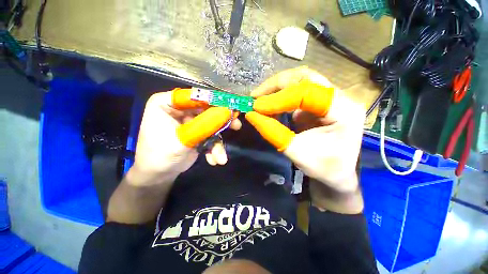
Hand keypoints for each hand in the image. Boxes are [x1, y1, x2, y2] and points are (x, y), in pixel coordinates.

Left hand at [132, 88, 241, 185]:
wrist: (159, 174)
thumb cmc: (160, 155)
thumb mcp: (181, 140)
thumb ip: (203, 126)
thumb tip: (225, 113)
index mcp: (166, 103)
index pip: (193, 96)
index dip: (213, 100)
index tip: (229, 106)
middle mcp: (179, 109)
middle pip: (206, 109)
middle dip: (221, 121)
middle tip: (236, 125)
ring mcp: (190, 121)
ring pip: (211, 124)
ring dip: (218, 140)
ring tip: (221, 156)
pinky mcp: (197, 132)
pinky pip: (210, 135)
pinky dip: (214, 148)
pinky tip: (214, 160)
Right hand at [246, 67, 365, 195]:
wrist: (337, 173)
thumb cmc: (322, 167)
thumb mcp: (296, 152)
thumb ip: (273, 132)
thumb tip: (251, 115)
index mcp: (343, 111)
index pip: (307, 93)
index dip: (278, 99)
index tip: (256, 107)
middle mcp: (340, 98)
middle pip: (306, 78)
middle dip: (277, 85)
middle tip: (256, 95)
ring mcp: (330, 98)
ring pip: (301, 81)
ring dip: (278, 88)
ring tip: (260, 99)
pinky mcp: (319, 103)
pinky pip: (298, 92)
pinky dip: (281, 97)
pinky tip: (271, 106)